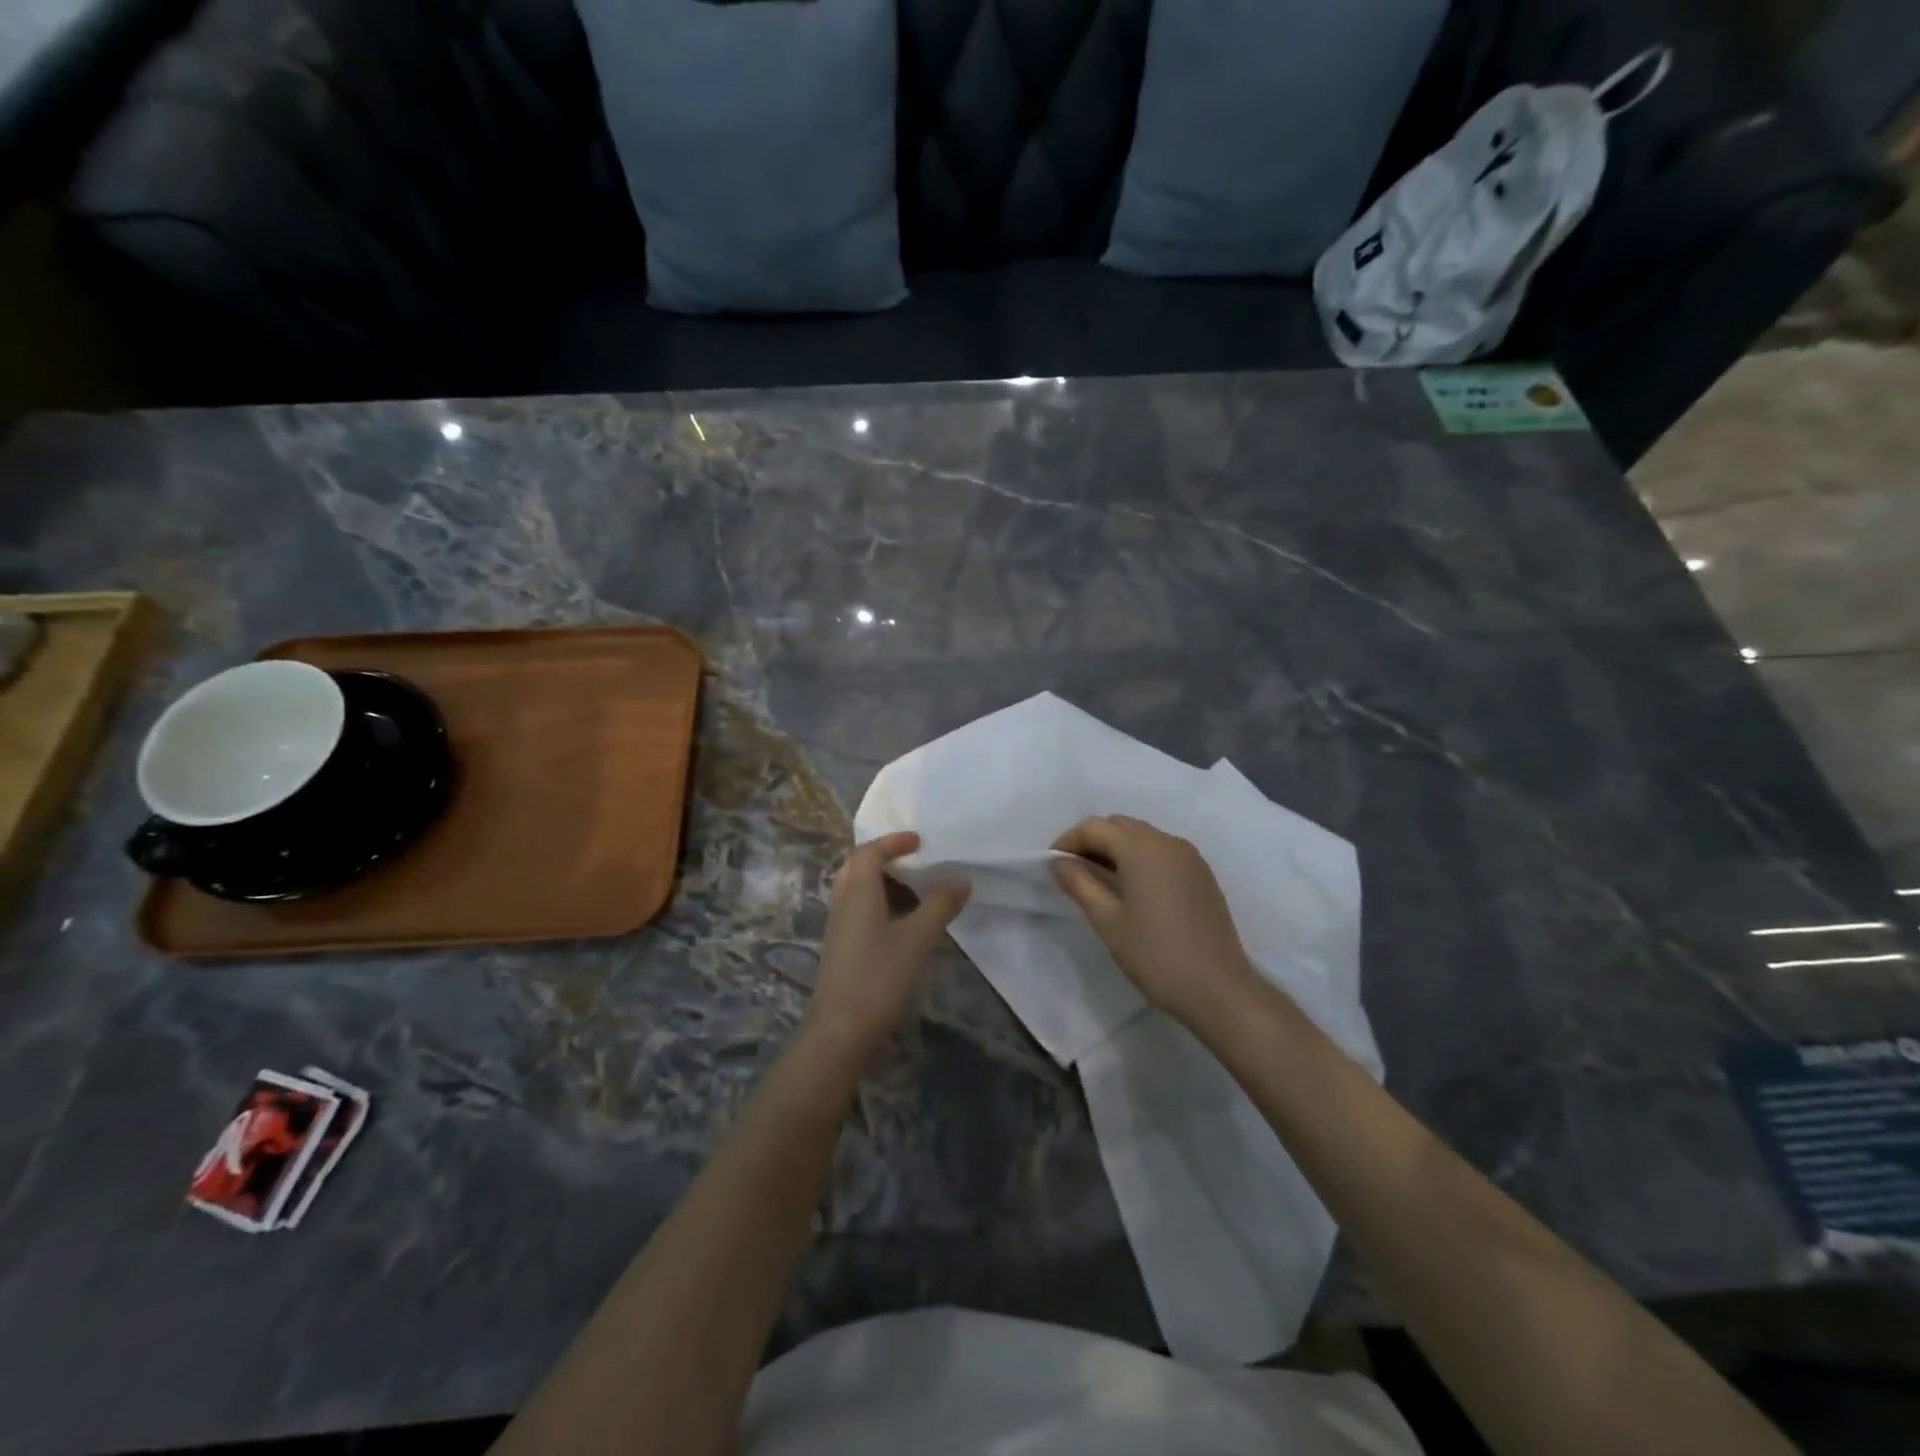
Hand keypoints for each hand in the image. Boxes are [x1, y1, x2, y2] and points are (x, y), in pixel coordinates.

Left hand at [803, 831, 969, 1057]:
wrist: (840, 1030)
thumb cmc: (879, 977)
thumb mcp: (917, 939)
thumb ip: (940, 906)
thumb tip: (961, 879)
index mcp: (857, 892)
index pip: (870, 852)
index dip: (893, 841)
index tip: (919, 841)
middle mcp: (843, 902)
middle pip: (857, 866)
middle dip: (884, 857)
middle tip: (913, 860)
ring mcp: (839, 926)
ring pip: (856, 888)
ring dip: (882, 881)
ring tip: (914, 889)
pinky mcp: (841, 946)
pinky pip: (858, 908)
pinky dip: (879, 902)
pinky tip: (901, 922)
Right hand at [1051, 815, 1261, 1029]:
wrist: (1218, 988)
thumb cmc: (1155, 954)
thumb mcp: (1108, 921)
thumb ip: (1080, 884)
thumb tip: (1058, 862)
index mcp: (1142, 848)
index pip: (1095, 827)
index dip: (1068, 840)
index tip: (1052, 864)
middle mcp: (1167, 842)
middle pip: (1119, 825)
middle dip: (1092, 841)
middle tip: (1073, 872)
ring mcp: (1189, 856)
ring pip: (1142, 836)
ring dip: (1116, 848)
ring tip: (1099, 881)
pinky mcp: (1201, 873)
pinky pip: (1162, 851)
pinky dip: (1140, 858)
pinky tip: (1132, 889)